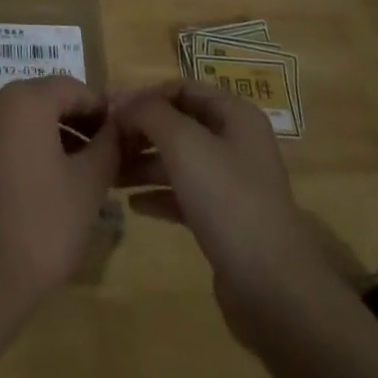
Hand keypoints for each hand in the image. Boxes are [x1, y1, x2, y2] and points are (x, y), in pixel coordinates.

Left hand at [0, 75, 119, 318]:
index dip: (102, 109)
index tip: (124, 136)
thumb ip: (109, 145)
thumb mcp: (88, 184)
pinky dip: (33, 147)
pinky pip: (9, 136)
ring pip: (28, 118)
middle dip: (80, 122)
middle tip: (109, 155)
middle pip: (48, 99)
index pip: (73, 87)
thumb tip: (120, 125)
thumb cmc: (42, 224)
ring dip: (58, 136)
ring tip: (87, 171)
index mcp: (25, 99)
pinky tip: (53, 181)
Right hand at [115, 80, 347, 344]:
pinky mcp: (223, 220)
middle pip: (178, 124)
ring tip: (110, 174)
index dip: (144, 95)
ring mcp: (231, 183)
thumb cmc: (228, 200)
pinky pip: (183, 194)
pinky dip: (157, 194)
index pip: (181, 89)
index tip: (109, 109)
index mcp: (234, 115)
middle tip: (105, 143)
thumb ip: (149, 113)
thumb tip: (122, 102)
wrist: (272, 288)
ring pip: (178, 160)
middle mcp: (235, 142)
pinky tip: (131, 204)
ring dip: (143, 163)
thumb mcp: (184, 144)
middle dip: (140, 131)